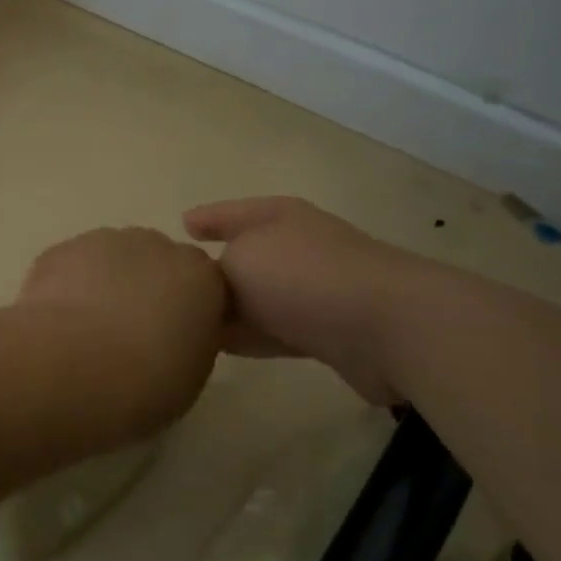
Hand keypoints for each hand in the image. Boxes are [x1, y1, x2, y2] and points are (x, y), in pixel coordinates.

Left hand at [18, 228, 227, 432]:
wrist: (71, 368)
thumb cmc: (144, 383)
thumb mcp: (190, 376)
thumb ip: (190, 342)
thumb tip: (175, 336)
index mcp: (200, 277)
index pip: (202, 284)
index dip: (185, 310)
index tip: (171, 339)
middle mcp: (156, 247)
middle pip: (156, 261)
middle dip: (146, 289)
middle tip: (129, 334)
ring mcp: (104, 242)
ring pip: (111, 258)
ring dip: (106, 284)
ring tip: (87, 331)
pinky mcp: (60, 249)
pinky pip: (72, 266)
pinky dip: (68, 287)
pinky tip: (57, 322)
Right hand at [184, 196, 404, 402]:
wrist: (385, 325)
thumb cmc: (301, 277)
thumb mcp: (240, 260)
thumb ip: (214, 272)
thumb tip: (216, 290)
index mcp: (277, 217)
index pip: (230, 213)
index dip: (207, 217)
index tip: (181, 225)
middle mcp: (297, 247)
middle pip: (245, 256)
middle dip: (213, 270)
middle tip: (175, 287)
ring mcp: (314, 290)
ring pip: (258, 298)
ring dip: (229, 311)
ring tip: (190, 324)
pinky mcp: (326, 331)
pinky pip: (274, 331)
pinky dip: (249, 337)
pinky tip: (222, 348)